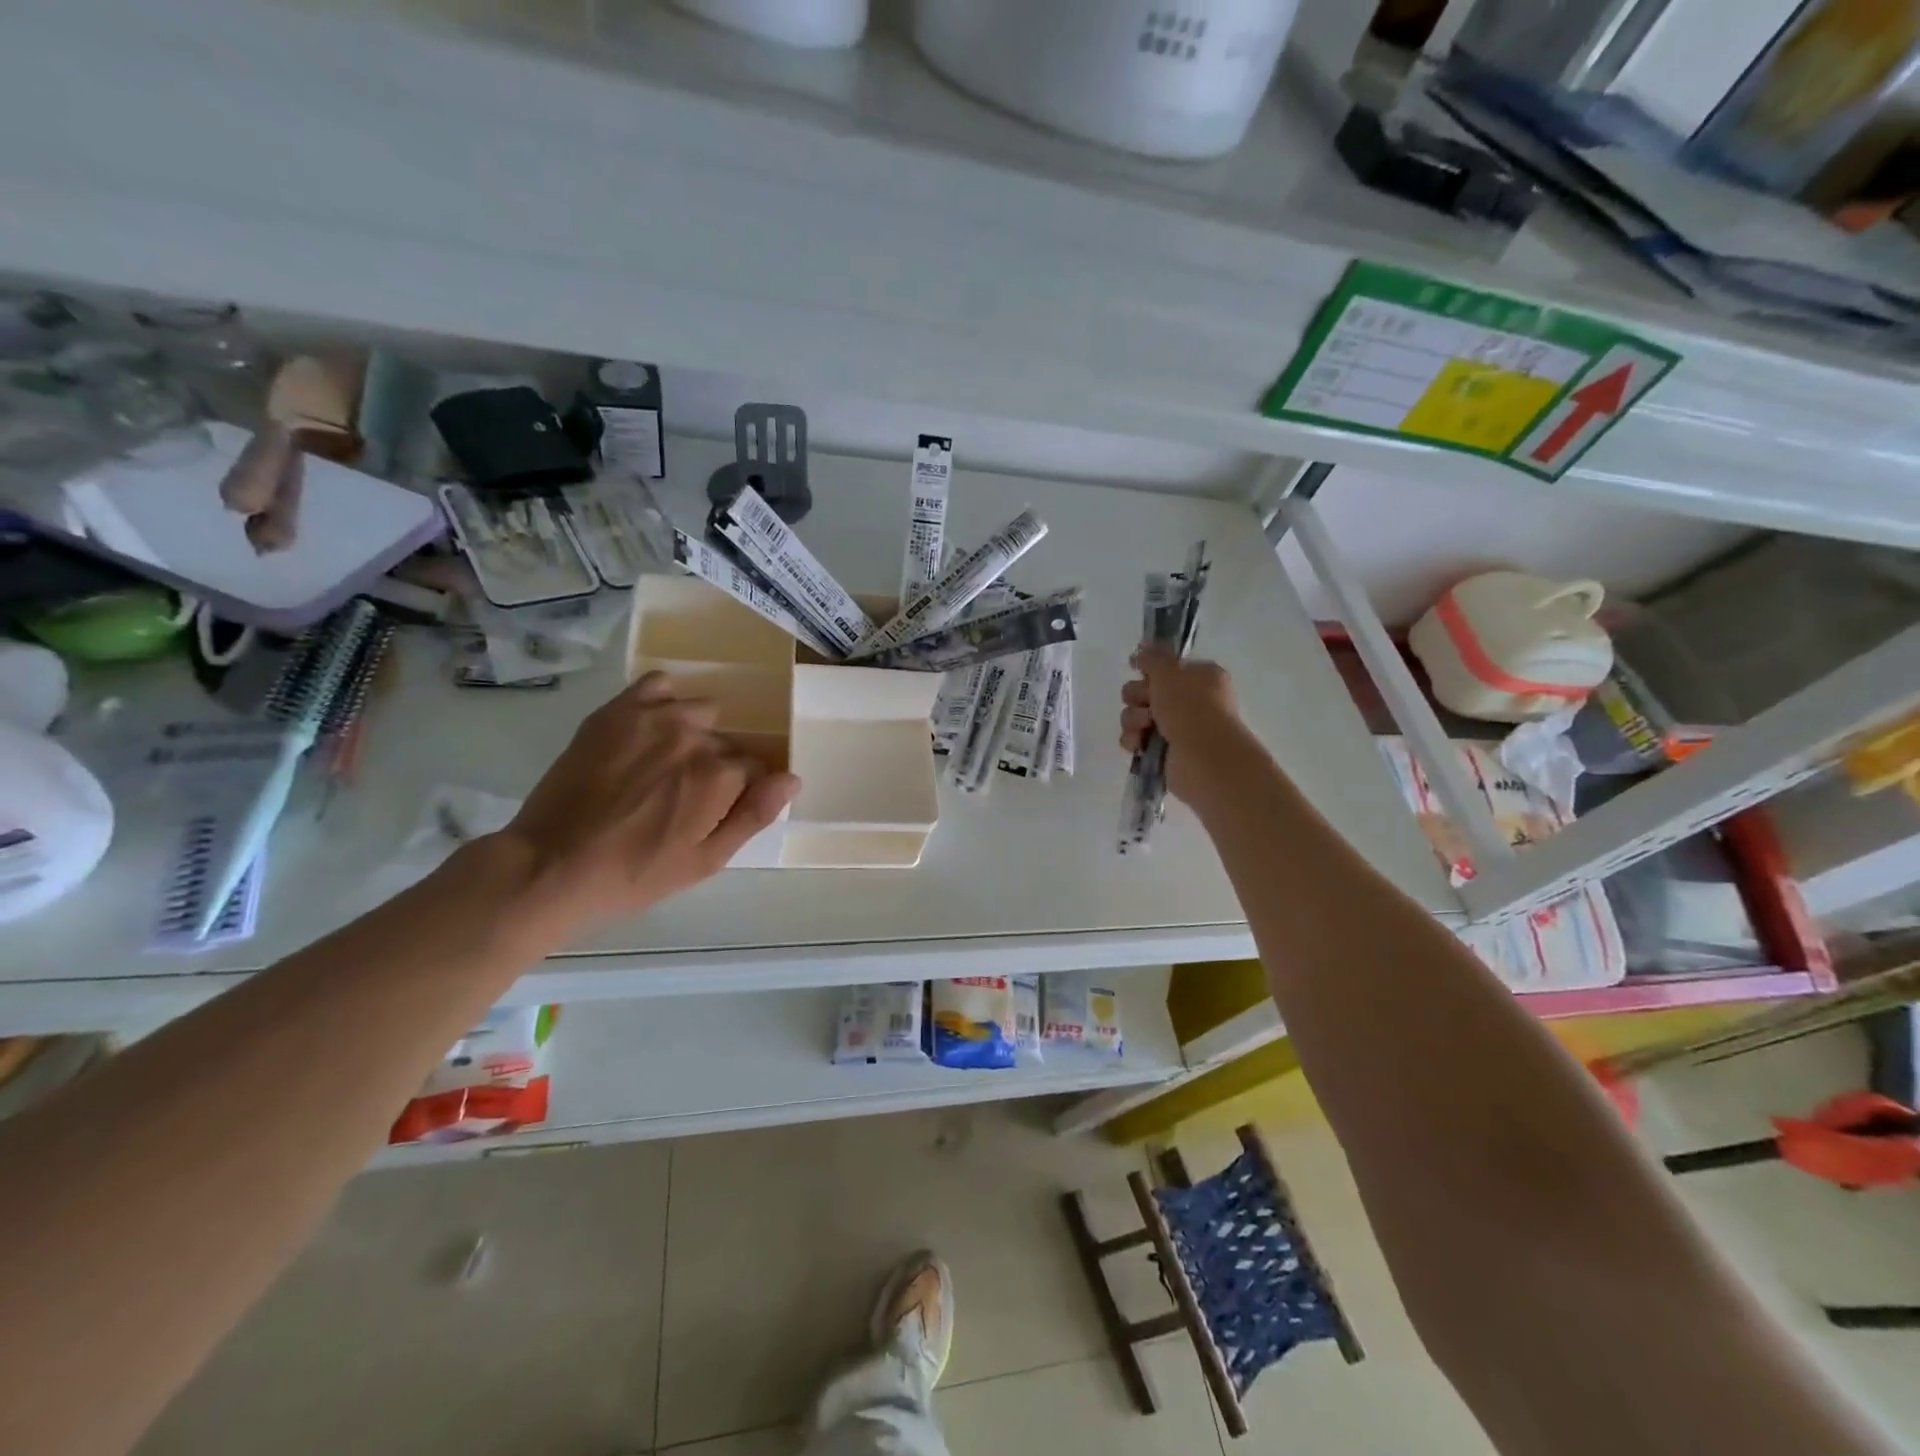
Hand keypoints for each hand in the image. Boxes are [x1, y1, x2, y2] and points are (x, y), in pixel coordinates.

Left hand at [488, 672, 798, 930]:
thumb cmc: (635, 873)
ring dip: (693, 733)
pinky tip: (649, 728)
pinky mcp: (617, 710)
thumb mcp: (705, 861)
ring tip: (661, 764)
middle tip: (679, 797)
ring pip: (700, 712)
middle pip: (726, 742)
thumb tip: (792, 778)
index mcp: (721, 776)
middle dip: (714, 766)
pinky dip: (663, 700)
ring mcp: (655, 718)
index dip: (738, 792)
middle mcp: (696, 737)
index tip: (711, 812)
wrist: (551, 864)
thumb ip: (754, 815)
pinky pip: (658, 684)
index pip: (755, 769)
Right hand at [1119, 645, 1245, 803]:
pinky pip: (1137, 740)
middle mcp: (1190, 702)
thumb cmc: (1191, 708)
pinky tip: (1139, 744)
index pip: (1167, 668)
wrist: (1203, 758)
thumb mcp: (1169, 672)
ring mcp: (1177, 729)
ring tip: (1144, 727)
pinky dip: (1134, 741)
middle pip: (1146, 691)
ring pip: (1137, 716)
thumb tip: (1142, 649)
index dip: (1150, 670)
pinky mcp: (1164, 753)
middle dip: (1138, 696)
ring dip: (1134, 719)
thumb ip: (1152, 657)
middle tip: (1146, 702)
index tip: (1137, 670)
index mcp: (1201, 678)